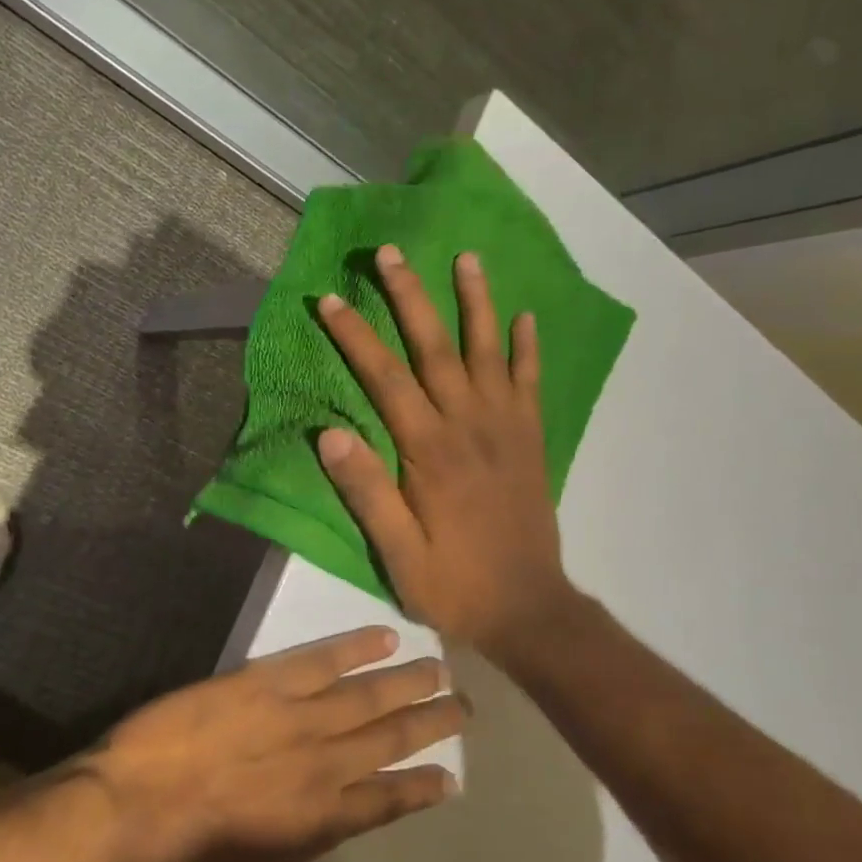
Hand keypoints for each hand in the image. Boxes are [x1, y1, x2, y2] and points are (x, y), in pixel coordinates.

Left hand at [78, 627, 464, 861]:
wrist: (118, 824)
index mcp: (318, 825)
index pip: (386, 802)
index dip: (421, 788)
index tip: (450, 776)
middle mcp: (320, 766)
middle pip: (388, 739)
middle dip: (430, 723)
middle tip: (463, 706)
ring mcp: (292, 718)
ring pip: (365, 695)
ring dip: (407, 682)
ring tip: (441, 669)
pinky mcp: (259, 683)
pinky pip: (318, 659)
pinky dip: (355, 647)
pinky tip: (384, 637)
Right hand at [316, 245, 575, 655]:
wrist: (529, 609)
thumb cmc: (454, 583)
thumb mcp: (398, 553)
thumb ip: (367, 492)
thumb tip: (329, 434)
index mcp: (430, 451)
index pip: (385, 378)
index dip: (356, 336)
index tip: (332, 299)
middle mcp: (469, 426)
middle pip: (436, 347)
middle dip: (411, 296)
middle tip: (392, 251)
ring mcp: (506, 429)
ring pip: (489, 352)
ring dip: (476, 302)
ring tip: (468, 258)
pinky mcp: (532, 441)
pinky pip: (530, 383)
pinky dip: (528, 348)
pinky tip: (527, 317)